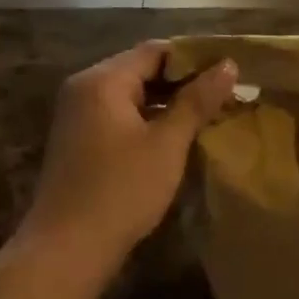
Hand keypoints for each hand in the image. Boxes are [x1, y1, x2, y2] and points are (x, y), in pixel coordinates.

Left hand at [23, 41, 235, 258]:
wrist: (68, 248)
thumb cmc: (122, 190)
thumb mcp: (167, 143)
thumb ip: (197, 101)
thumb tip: (228, 65)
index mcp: (103, 81)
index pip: (156, 51)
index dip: (196, 58)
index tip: (231, 74)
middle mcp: (85, 89)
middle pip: (142, 69)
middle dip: (184, 81)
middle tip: (226, 96)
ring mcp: (78, 116)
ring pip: (132, 94)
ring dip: (169, 102)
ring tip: (209, 116)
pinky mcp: (80, 141)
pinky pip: (121, 116)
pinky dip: (149, 119)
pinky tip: (176, 138)